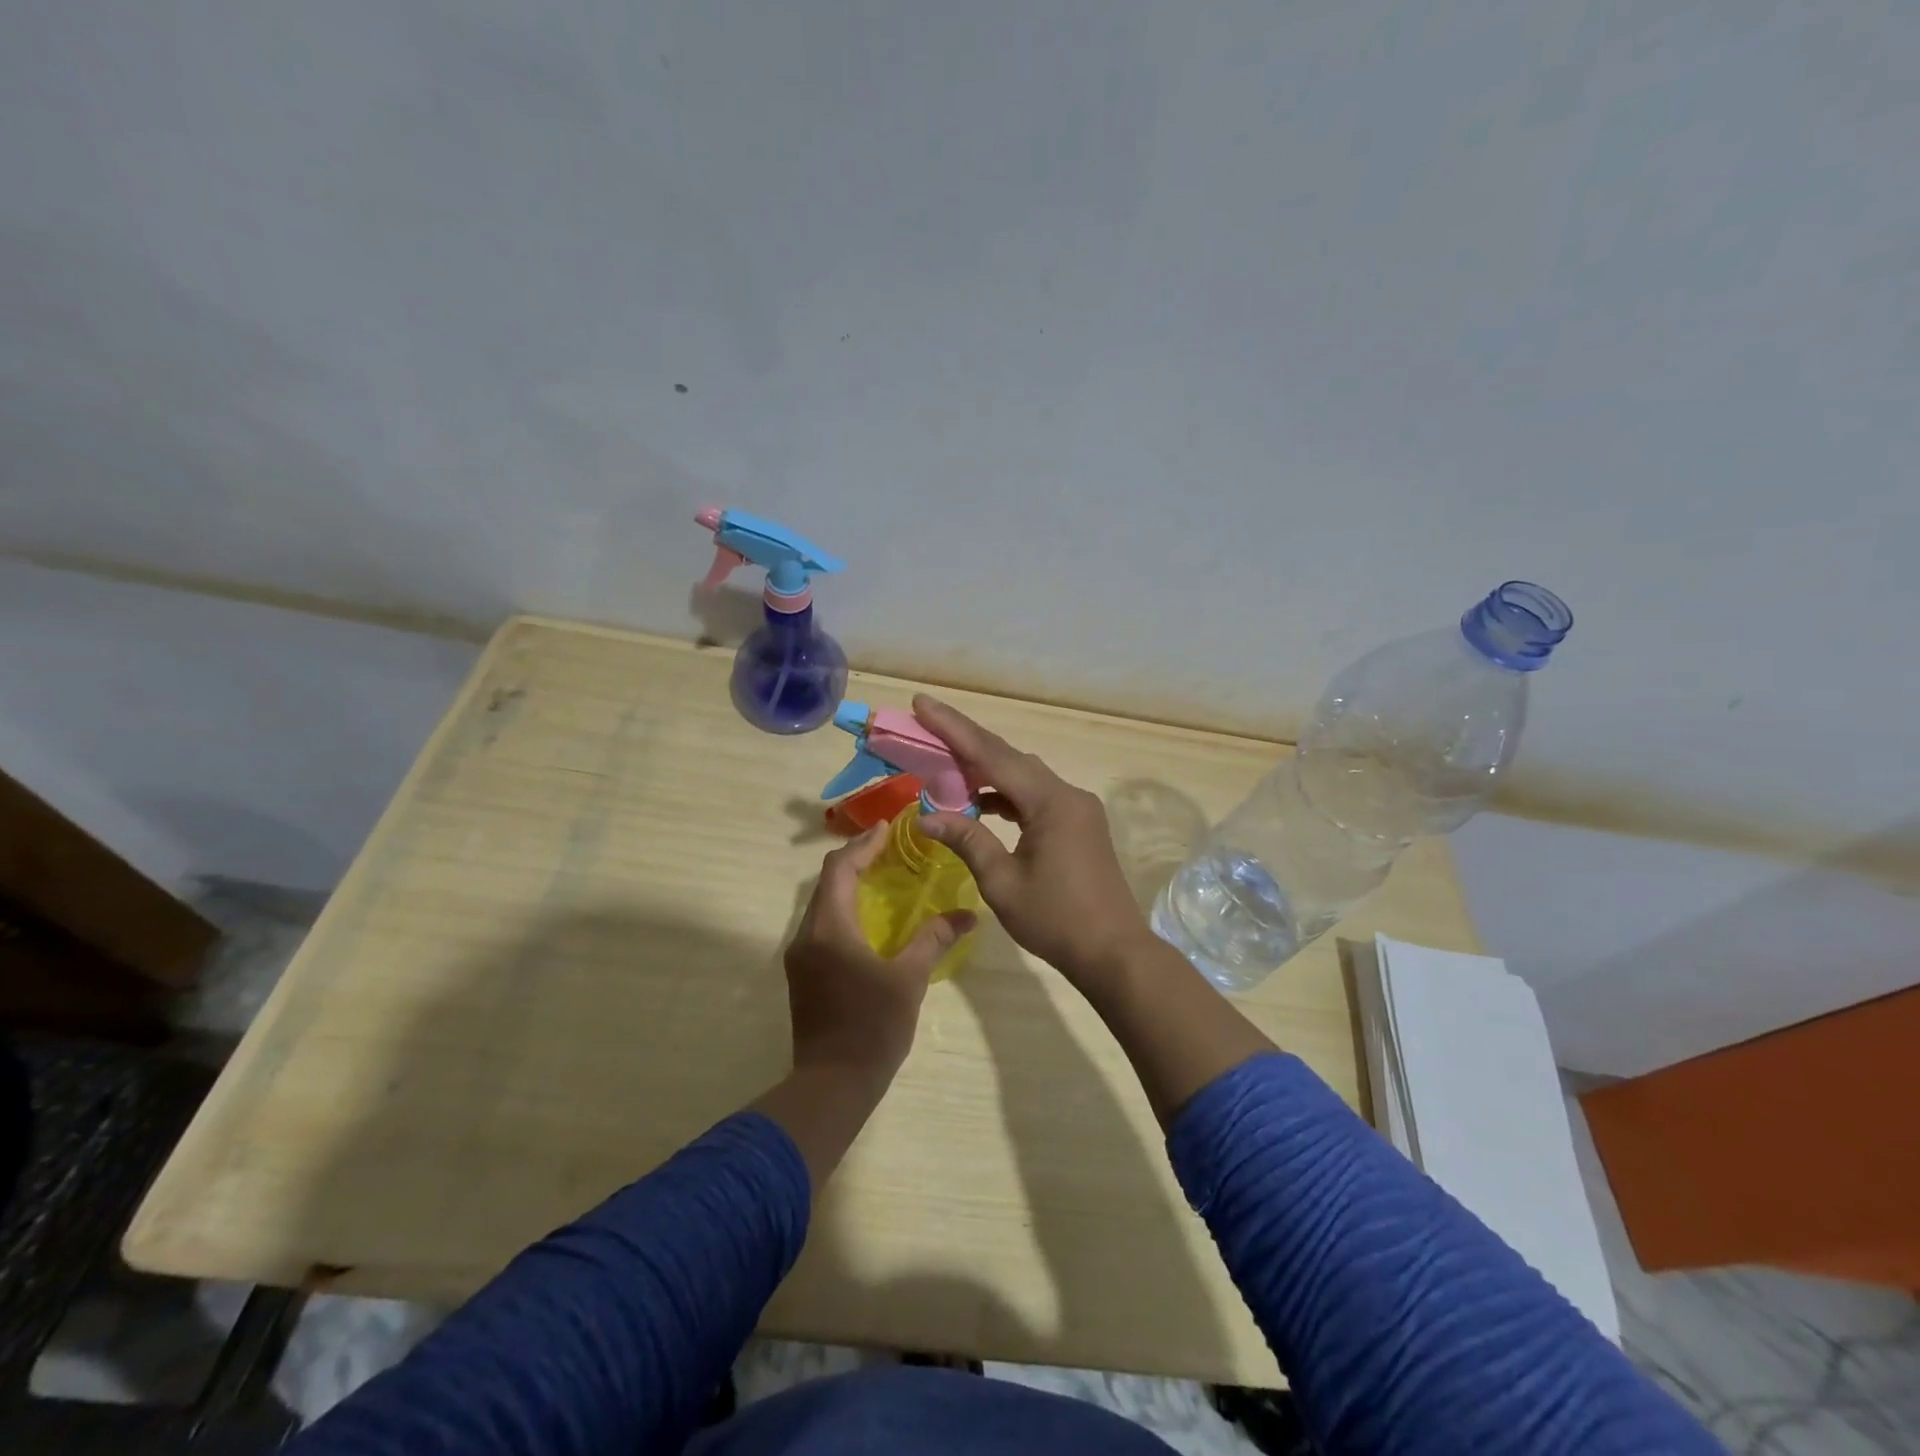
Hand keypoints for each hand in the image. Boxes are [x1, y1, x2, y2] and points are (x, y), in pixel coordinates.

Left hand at [783, 824, 976, 1086]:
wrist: (831, 1084)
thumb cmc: (872, 1028)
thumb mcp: (909, 979)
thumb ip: (934, 940)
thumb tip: (968, 914)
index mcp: (829, 928)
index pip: (840, 869)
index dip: (863, 845)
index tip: (888, 829)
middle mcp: (807, 934)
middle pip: (827, 882)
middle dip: (856, 860)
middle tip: (890, 849)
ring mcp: (800, 955)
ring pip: (822, 904)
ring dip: (848, 885)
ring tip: (883, 876)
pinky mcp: (803, 973)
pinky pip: (821, 925)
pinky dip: (843, 909)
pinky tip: (869, 918)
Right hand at [911, 695, 1155, 984]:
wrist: (1114, 953)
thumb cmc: (1056, 920)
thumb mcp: (1002, 882)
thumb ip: (967, 840)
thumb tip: (926, 816)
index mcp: (1050, 802)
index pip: (992, 755)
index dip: (953, 728)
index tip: (923, 703)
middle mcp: (1067, 794)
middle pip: (1009, 758)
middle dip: (965, 742)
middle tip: (926, 727)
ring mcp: (1077, 808)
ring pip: (1023, 776)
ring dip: (985, 771)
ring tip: (945, 769)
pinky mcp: (1078, 823)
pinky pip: (1035, 796)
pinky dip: (1005, 795)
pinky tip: (981, 804)